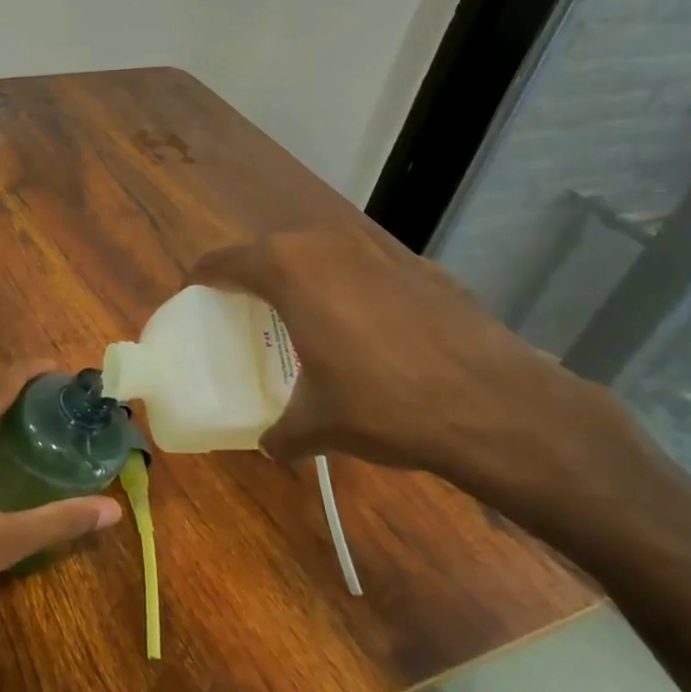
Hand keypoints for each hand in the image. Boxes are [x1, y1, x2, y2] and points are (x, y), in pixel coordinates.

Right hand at [190, 225, 626, 525]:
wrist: (497, 406)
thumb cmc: (385, 405)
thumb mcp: (319, 425)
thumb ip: (282, 431)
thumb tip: (271, 446)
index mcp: (289, 270)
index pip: (224, 261)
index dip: (202, 278)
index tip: (193, 296)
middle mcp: (329, 245)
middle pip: (271, 250)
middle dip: (252, 275)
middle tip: (243, 310)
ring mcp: (381, 250)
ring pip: (321, 253)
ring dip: (302, 277)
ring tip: (302, 316)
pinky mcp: (422, 267)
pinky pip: (365, 268)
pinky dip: (350, 288)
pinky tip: (366, 329)